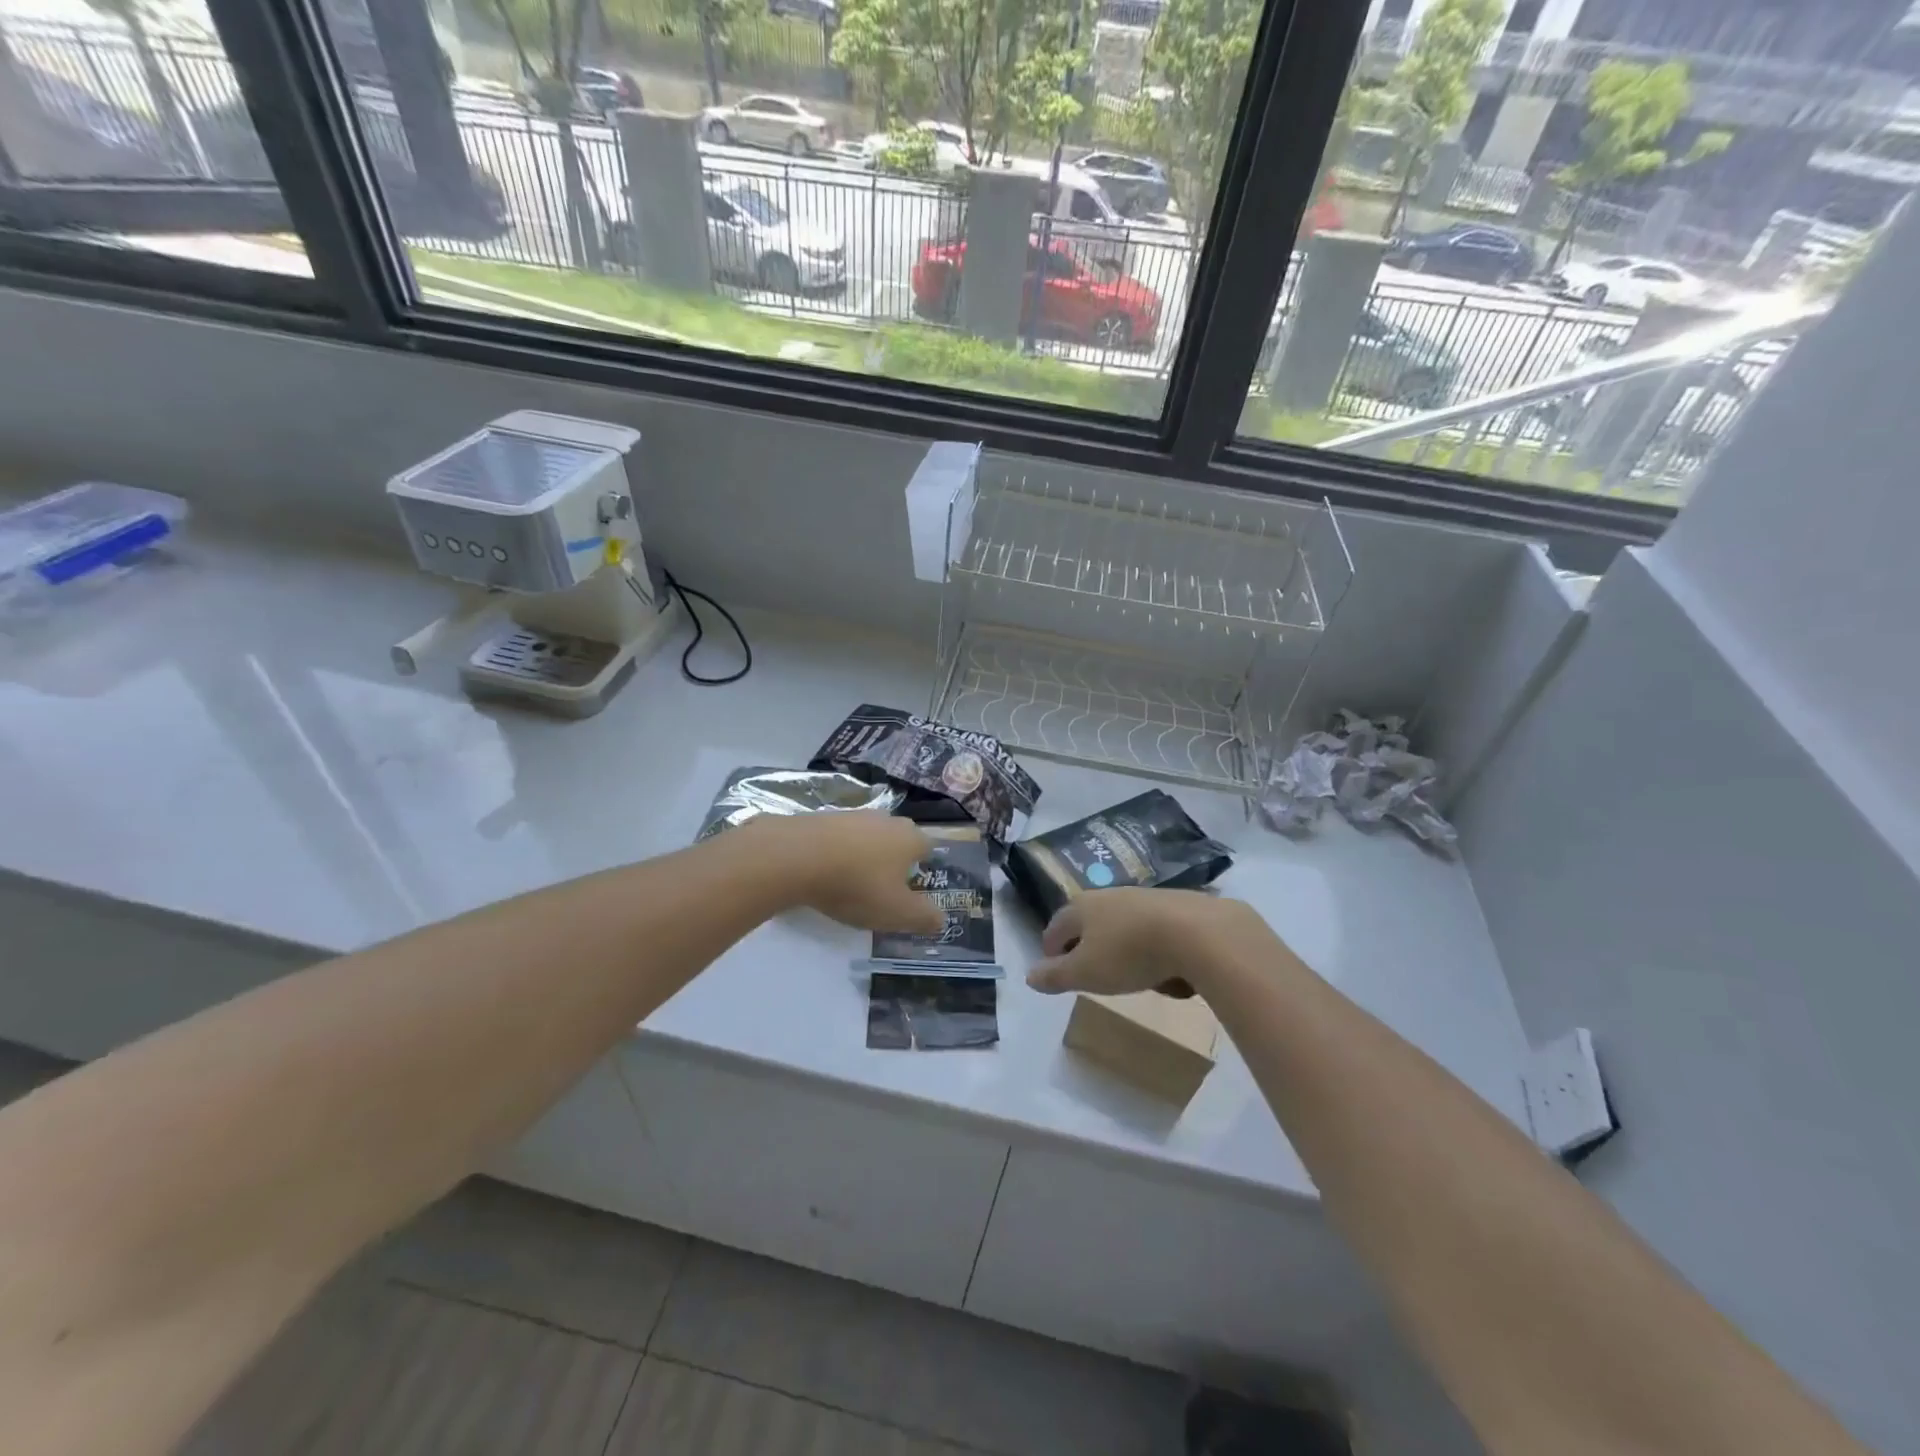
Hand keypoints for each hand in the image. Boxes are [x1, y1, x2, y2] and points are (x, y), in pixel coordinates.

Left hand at [750, 812, 942, 935]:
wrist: (796, 857)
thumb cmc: (856, 885)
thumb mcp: (897, 912)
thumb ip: (924, 917)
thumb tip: (941, 918)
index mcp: (910, 837)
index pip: (928, 848)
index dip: (922, 869)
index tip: (910, 891)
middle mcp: (886, 819)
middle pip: (897, 839)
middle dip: (893, 860)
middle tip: (882, 888)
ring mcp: (853, 814)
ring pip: (867, 836)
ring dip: (863, 855)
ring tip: (849, 882)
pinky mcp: (822, 817)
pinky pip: (838, 837)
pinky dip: (836, 852)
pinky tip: (824, 872)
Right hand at [1026, 888, 1270, 996]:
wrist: (1197, 932)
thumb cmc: (1129, 953)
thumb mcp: (1085, 973)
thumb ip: (1055, 976)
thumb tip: (1029, 975)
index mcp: (1082, 907)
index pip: (1056, 926)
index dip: (1050, 947)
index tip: (1052, 965)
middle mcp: (1110, 895)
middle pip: (1090, 920)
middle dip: (1087, 943)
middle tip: (1089, 969)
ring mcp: (1145, 898)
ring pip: (1124, 923)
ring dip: (1122, 945)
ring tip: (1130, 973)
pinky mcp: (1178, 906)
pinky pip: (1156, 929)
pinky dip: (1154, 947)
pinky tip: (1166, 968)